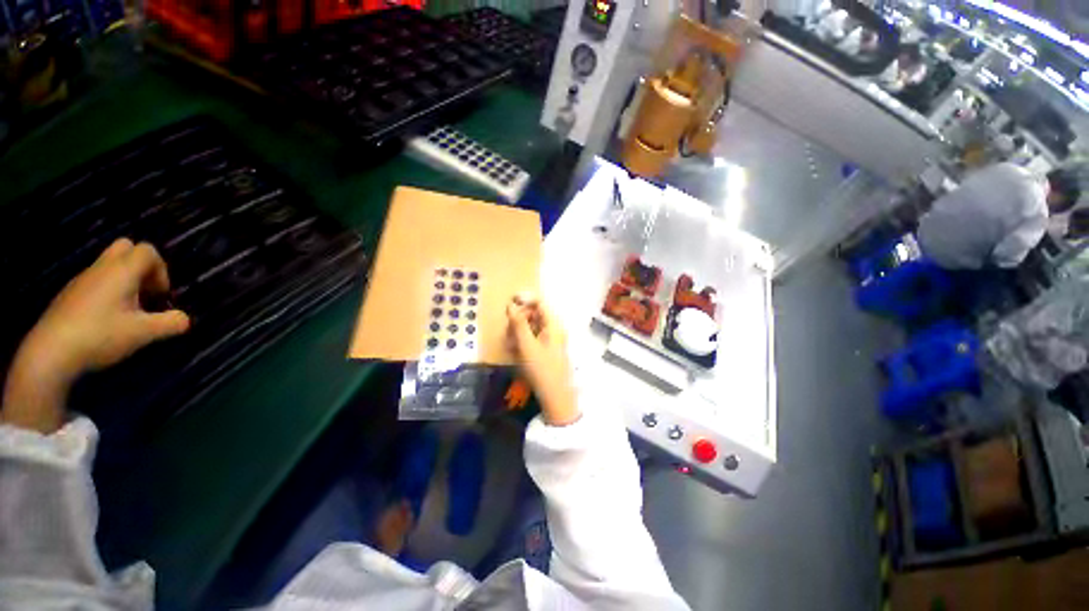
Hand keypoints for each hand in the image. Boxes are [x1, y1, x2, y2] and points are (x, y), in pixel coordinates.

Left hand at [2, 239, 189, 432]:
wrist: (50, 353)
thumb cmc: (100, 336)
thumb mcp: (143, 333)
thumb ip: (171, 323)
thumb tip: (184, 319)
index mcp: (121, 271)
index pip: (148, 251)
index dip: (161, 270)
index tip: (160, 295)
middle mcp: (101, 268)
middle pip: (126, 248)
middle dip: (141, 266)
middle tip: (145, 292)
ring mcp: (82, 280)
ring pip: (109, 265)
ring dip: (125, 280)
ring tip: (128, 310)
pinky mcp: (70, 294)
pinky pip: (95, 281)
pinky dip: (107, 292)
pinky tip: (106, 319)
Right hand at [506, 294, 578, 426]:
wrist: (556, 396)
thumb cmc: (542, 369)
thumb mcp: (527, 345)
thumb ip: (518, 324)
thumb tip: (510, 305)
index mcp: (554, 324)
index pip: (540, 302)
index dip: (525, 299)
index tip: (509, 302)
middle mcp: (555, 328)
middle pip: (536, 314)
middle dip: (520, 318)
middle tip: (508, 329)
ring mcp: (553, 339)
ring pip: (533, 326)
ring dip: (520, 330)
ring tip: (510, 343)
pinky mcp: (548, 349)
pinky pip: (535, 337)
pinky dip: (524, 340)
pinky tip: (515, 350)